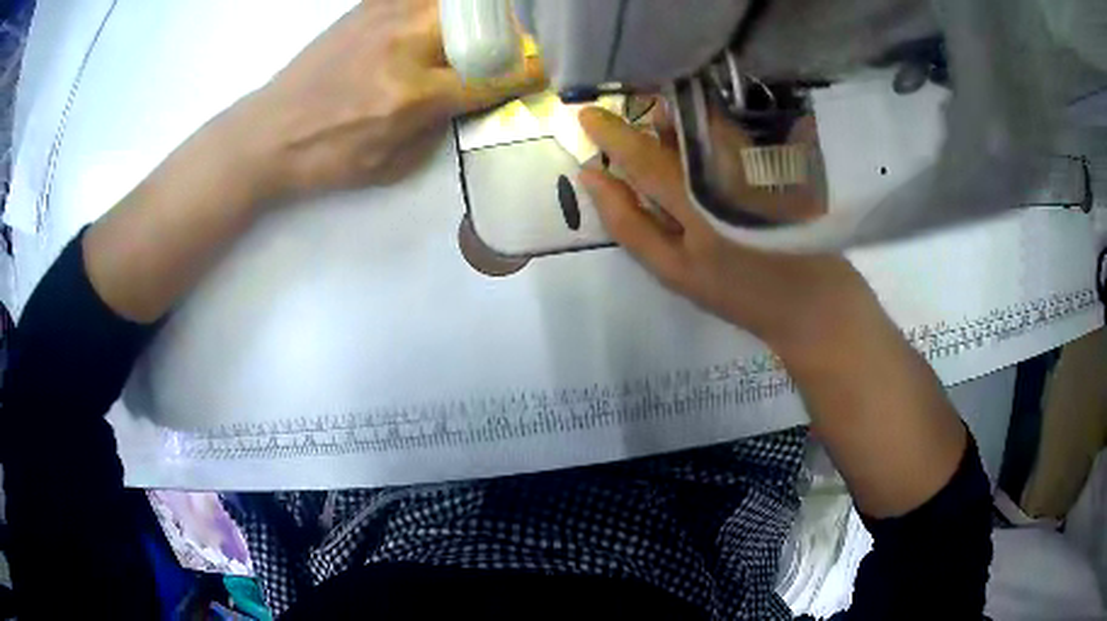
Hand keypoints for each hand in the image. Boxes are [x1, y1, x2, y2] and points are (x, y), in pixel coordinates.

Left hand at [237, 0, 544, 199]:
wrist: (268, 132)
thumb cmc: (326, 158)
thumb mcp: (391, 166)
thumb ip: (439, 127)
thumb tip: (471, 96)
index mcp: (412, 95)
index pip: (493, 76)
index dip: (528, 73)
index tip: (544, 72)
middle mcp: (406, 46)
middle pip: (484, 24)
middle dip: (511, 35)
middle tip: (509, 48)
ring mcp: (386, 17)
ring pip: (456, 3)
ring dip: (479, 15)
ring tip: (477, 32)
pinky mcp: (368, 6)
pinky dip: (439, 5)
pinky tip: (440, 19)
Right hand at [578, 107, 875, 361]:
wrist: (812, 299)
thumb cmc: (739, 291)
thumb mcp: (674, 271)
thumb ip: (628, 223)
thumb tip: (591, 176)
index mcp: (698, 202)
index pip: (644, 154)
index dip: (610, 132)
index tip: (584, 115)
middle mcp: (728, 168)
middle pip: (676, 125)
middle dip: (649, 120)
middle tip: (638, 133)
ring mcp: (758, 158)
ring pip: (705, 120)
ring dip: (680, 121)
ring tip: (675, 142)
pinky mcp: (778, 155)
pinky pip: (733, 126)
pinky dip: (709, 128)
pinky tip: (709, 147)